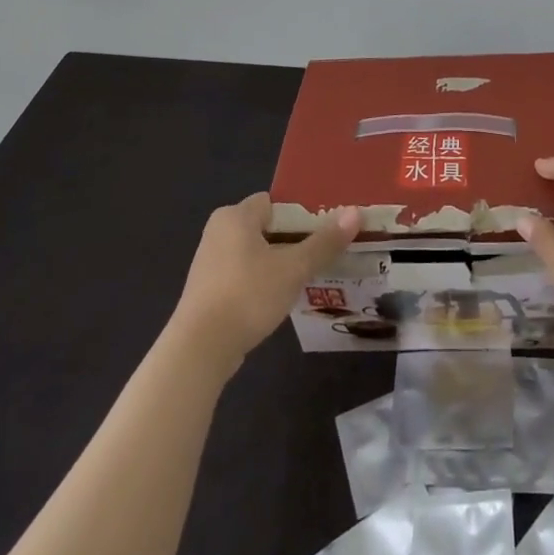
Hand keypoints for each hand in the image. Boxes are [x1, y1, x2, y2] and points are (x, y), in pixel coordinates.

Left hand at [168, 194, 358, 371]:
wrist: (198, 352)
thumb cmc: (247, 295)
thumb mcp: (294, 268)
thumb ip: (325, 241)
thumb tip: (355, 213)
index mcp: (235, 216)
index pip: (275, 202)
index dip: (300, 213)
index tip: (324, 230)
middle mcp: (218, 232)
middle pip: (267, 227)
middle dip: (293, 240)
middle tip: (322, 253)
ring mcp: (209, 264)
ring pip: (255, 253)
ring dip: (279, 263)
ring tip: (308, 276)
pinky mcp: (206, 292)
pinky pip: (243, 275)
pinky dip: (261, 283)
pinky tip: (280, 299)